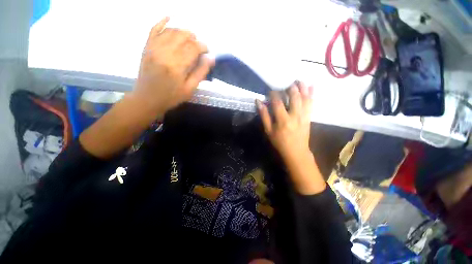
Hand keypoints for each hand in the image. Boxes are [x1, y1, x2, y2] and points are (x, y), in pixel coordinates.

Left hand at [80, 18, 212, 158]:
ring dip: (183, 31)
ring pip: (171, 31)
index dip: (203, 47)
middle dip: (194, 38)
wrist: (147, 99)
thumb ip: (200, 73)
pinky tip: (170, 17)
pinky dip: (162, 22)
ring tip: (190, 38)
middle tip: (199, 46)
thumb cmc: (171, 97)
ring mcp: (153, 48)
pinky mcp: (146, 47)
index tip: (207, 52)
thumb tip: (211, 58)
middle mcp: (165, 53)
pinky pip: (153, 29)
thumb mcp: (190, 89)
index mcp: (177, 66)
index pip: (193, 48)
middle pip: (183, 36)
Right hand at [257, 81, 325, 194]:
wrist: (296, 151)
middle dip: (290, 88)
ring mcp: (304, 116)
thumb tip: (258, 102)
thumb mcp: (268, 130)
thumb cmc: (279, 142)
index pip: (278, 102)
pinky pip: (311, 104)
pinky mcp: (309, 117)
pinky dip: (312, 94)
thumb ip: (264, 115)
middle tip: (286, 83)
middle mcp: (294, 115)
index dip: (274, 94)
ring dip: (302, 87)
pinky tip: (311, 86)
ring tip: (299, 80)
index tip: (271, 90)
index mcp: (282, 119)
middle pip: (294, 97)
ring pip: (305, 98)